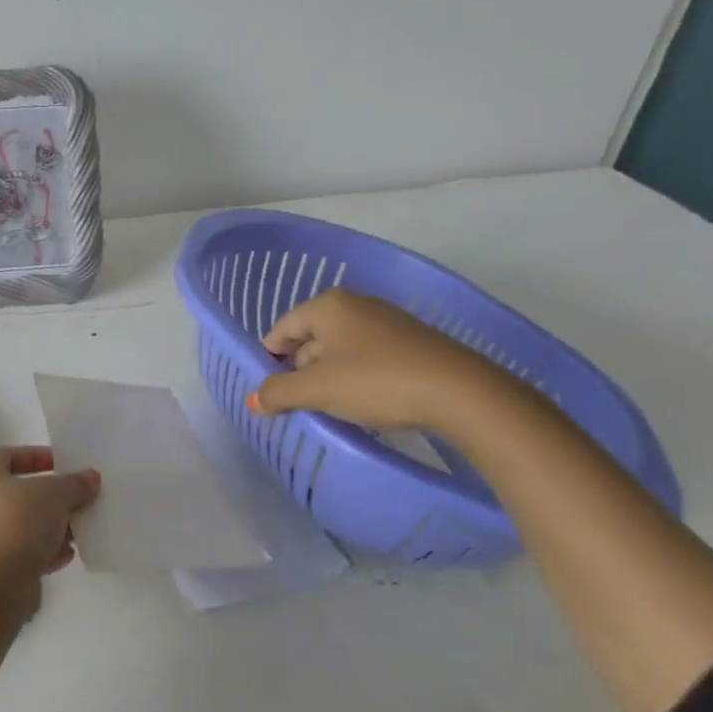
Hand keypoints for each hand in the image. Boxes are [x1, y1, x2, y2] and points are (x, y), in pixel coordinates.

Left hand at [0, 447, 99, 611]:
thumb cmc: (18, 522)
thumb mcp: (55, 494)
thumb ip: (74, 483)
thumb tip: (91, 478)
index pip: (10, 455)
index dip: (39, 456)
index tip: (65, 465)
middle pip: (19, 492)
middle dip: (51, 497)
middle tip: (78, 499)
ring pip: (22, 525)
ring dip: (50, 527)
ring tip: (80, 529)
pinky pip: (21, 552)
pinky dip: (43, 552)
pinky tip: (67, 555)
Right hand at [249, 289, 504, 430]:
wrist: (459, 392)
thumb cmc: (375, 381)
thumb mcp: (317, 390)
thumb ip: (278, 392)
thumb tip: (253, 399)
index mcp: (328, 306)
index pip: (282, 329)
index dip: (269, 359)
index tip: (268, 389)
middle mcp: (356, 304)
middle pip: (311, 338)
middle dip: (300, 370)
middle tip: (298, 402)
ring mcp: (387, 321)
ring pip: (341, 348)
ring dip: (329, 376)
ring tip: (330, 407)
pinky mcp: (411, 342)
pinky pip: (368, 356)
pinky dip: (357, 376)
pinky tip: (364, 402)